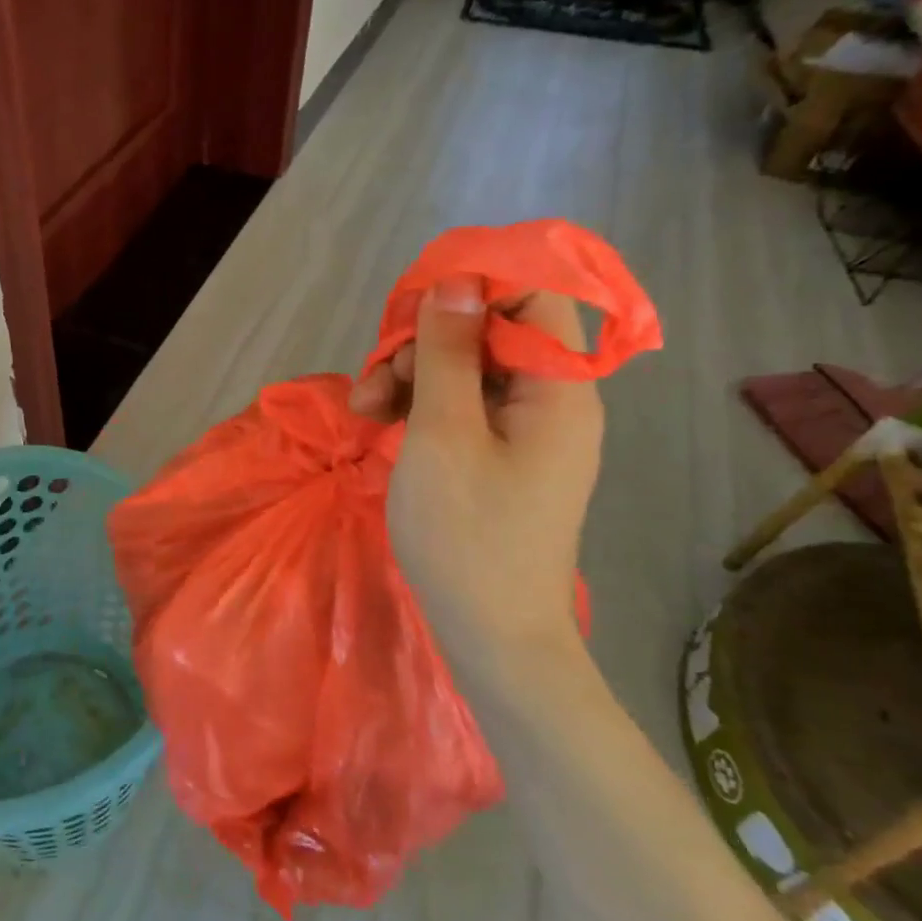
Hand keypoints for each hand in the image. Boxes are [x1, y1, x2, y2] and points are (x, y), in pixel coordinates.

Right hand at [356, 283, 602, 662]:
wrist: (492, 638)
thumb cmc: (468, 534)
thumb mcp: (443, 434)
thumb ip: (447, 352)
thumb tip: (455, 282)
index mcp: (557, 388)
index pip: (532, 298)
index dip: (475, 287)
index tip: (414, 307)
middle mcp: (552, 400)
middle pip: (489, 333)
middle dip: (425, 344)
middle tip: (375, 378)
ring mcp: (526, 431)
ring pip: (467, 370)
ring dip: (412, 377)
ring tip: (364, 409)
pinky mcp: (502, 456)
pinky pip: (463, 407)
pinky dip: (421, 407)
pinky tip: (379, 423)